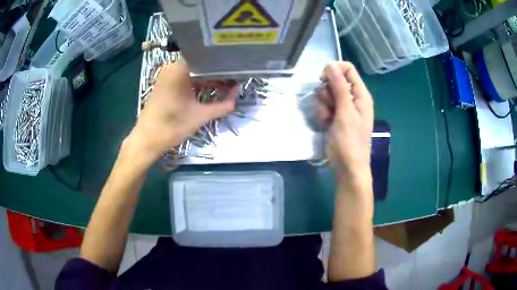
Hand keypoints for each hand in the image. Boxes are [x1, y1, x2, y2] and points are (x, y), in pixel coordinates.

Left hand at [127, 61, 236, 163]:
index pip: (207, 59)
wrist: (147, 139)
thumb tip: (236, 97)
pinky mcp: (165, 83)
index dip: (223, 65)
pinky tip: (209, 88)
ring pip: (194, 70)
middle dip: (217, 72)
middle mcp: (173, 67)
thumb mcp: (200, 116)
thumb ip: (222, 106)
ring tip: (225, 84)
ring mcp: (168, 74)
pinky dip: (198, 81)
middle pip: (201, 63)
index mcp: (180, 70)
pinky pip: (186, 76)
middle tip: (233, 79)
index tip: (236, 71)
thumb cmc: (172, 127)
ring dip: (208, 77)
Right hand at [317, 62, 373, 177]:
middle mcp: (353, 98)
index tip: (323, 80)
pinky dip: (323, 114)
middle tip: (330, 108)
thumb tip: (331, 64)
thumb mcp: (345, 113)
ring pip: (327, 94)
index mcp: (361, 94)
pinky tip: (326, 125)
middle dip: (327, 93)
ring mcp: (344, 108)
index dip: (334, 70)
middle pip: (334, 81)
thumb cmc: (350, 142)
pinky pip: (325, 106)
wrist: (348, 168)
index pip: (347, 69)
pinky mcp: (336, 117)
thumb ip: (339, 87)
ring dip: (323, 106)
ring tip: (329, 120)